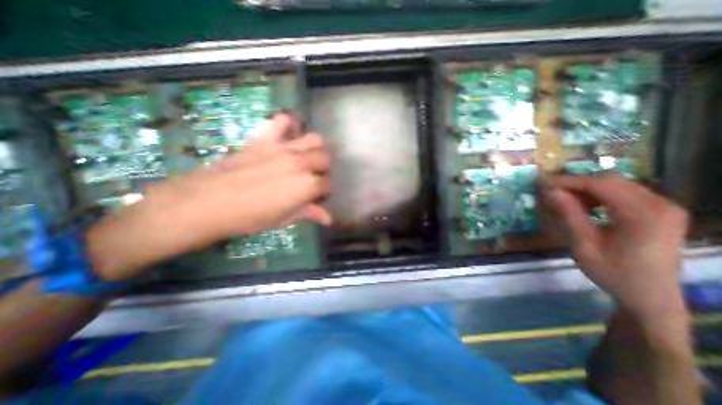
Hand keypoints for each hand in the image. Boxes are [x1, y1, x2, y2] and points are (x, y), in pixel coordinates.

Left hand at [88, 113, 331, 280]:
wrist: (208, 202)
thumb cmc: (249, 217)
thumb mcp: (284, 219)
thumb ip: (309, 214)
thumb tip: (328, 218)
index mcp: (307, 185)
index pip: (326, 185)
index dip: (323, 192)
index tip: (316, 198)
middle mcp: (301, 163)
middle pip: (325, 158)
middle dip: (323, 169)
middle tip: (313, 178)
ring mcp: (284, 148)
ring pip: (315, 139)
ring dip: (316, 148)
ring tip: (307, 157)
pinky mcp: (265, 139)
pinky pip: (282, 121)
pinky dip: (289, 124)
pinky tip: (289, 134)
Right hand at [542, 174, 686, 318]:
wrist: (650, 297)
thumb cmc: (614, 273)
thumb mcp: (584, 245)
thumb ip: (569, 214)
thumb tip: (550, 191)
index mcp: (643, 214)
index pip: (599, 184)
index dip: (567, 181)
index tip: (541, 184)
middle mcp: (660, 204)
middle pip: (610, 180)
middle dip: (575, 183)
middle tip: (550, 191)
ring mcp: (664, 207)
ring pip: (616, 184)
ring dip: (586, 189)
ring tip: (564, 200)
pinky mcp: (660, 212)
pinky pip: (624, 193)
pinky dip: (599, 195)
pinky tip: (585, 206)